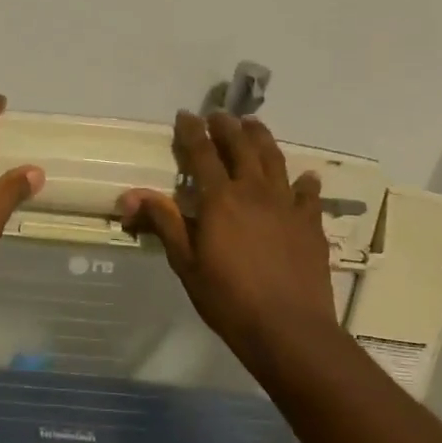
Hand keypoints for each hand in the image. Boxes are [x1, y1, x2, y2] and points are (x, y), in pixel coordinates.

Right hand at [119, 111, 335, 364]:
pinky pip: (308, 194)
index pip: (202, 154)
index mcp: (220, 199)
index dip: (192, 132)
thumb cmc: (227, 299)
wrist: (288, 328)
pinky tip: (305, 177)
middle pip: (242, 147)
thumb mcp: (186, 263)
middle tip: (220, 114)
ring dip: (262, 139)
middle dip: (228, 127)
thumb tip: (130, 194)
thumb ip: (164, 223)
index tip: (186, 114)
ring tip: (254, 125)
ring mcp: (287, 205)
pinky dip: (305, 181)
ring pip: (275, 160)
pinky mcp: (311, 223)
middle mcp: (255, 192)